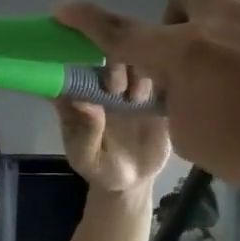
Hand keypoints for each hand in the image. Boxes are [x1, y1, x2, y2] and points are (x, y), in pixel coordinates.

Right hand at [55, 0, 239, 197]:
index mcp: (185, 51)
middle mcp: (224, 21)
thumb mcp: (193, 140)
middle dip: (175, 15)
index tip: (64, 8)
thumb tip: (184, 89)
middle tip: (185, 56)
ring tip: (233, 58)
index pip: (122, 33)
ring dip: (222, 18)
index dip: (88, 21)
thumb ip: (176, 106)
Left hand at [57, 60, 171, 192]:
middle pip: (109, 59)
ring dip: (138, 71)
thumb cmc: (100, 168)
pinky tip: (161, 94)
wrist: (133, 181)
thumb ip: (85, 133)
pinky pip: (161, 76)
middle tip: (116, 88)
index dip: (80, 64)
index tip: (88, 75)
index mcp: (81, 98)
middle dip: (113, 66)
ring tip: (137, 98)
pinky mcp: (154, 95)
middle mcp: (105, 87)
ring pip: (137, 62)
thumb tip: (84, 103)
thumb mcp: (86, 158)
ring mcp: (130, 88)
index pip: (75, 71)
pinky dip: (164, 76)